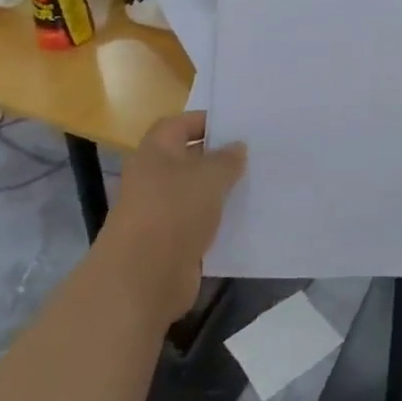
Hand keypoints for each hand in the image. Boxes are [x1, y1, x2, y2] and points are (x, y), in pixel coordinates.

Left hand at [101, 111, 245, 323]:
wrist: (143, 279)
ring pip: (196, 193)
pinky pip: (200, 223)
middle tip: (256, 154)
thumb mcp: (209, 177)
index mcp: (155, 152)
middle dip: (219, 157)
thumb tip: (237, 147)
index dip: (206, 121)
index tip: (238, 126)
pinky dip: (219, 221)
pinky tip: (246, 219)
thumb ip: (227, 159)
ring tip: (258, 184)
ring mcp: (160, 213)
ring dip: (221, 191)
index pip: (180, 124)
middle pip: (189, 159)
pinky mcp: (171, 243)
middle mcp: (154, 178)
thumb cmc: (173, 212)